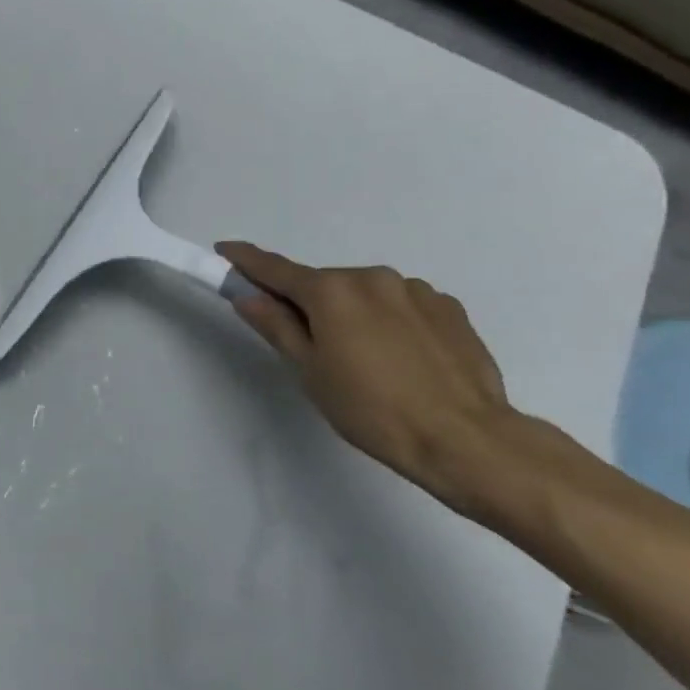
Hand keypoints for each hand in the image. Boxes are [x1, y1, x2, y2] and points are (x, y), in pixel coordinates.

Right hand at [217, 241, 516, 520]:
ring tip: (367, 361)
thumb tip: (247, 296)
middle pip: (324, 284)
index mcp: (331, 291)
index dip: (246, 260)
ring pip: (366, 294)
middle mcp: (372, 276)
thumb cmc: (371, 410)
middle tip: (310, 346)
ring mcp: (415, 289)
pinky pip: (402, 305)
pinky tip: (402, 359)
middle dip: (309, 304)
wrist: (465, 438)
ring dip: (353, 313)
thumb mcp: (310, 371)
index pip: (276, 269)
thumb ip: (277, 326)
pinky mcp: (449, 307)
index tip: (225, 250)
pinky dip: (390, 321)